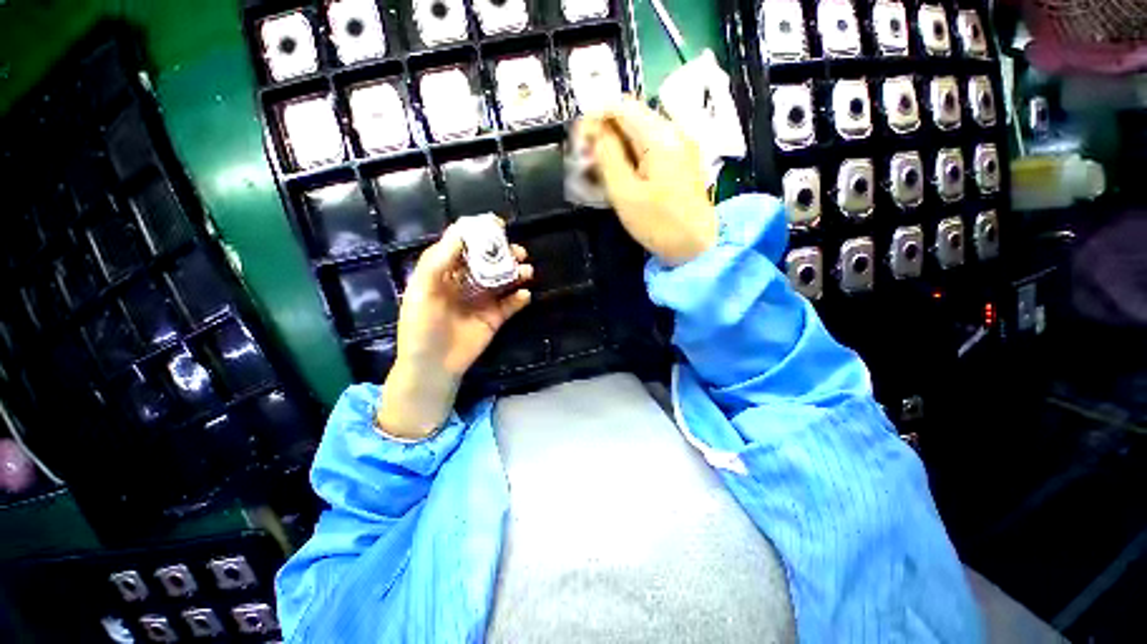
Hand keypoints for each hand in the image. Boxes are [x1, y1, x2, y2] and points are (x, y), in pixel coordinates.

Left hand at [377, 217, 532, 438]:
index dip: (479, 233)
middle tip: (518, 251)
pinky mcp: (496, 318)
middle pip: (489, 261)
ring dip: (517, 273)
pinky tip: (524, 295)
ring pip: (504, 280)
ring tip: (527, 271)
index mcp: (446, 273)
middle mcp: (467, 283)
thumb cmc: (421, 327)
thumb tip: (459, 233)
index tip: (497, 224)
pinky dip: (520, 298)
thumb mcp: (422, 291)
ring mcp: (483, 300)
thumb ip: (438, 261)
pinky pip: (511, 304)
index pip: (464, 246)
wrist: (434, 366)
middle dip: (504, 253)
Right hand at [580, 97, 717, 265]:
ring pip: (640, 132)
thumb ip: (607, 157)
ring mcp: (681, 145)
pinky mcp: (682, 160)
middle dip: (605, 133)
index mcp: (659, 136)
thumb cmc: (659, 224)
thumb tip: (594, 132)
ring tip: (601, 169)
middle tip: (587, 159)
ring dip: (617, 145)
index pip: (621, 106)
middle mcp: (674, 131)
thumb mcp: (625, 193)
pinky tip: (622, 174)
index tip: (580, 141)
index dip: (595, 117)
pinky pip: (651, 146)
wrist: (696, 246)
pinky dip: (632, 154)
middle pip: (632, 117)